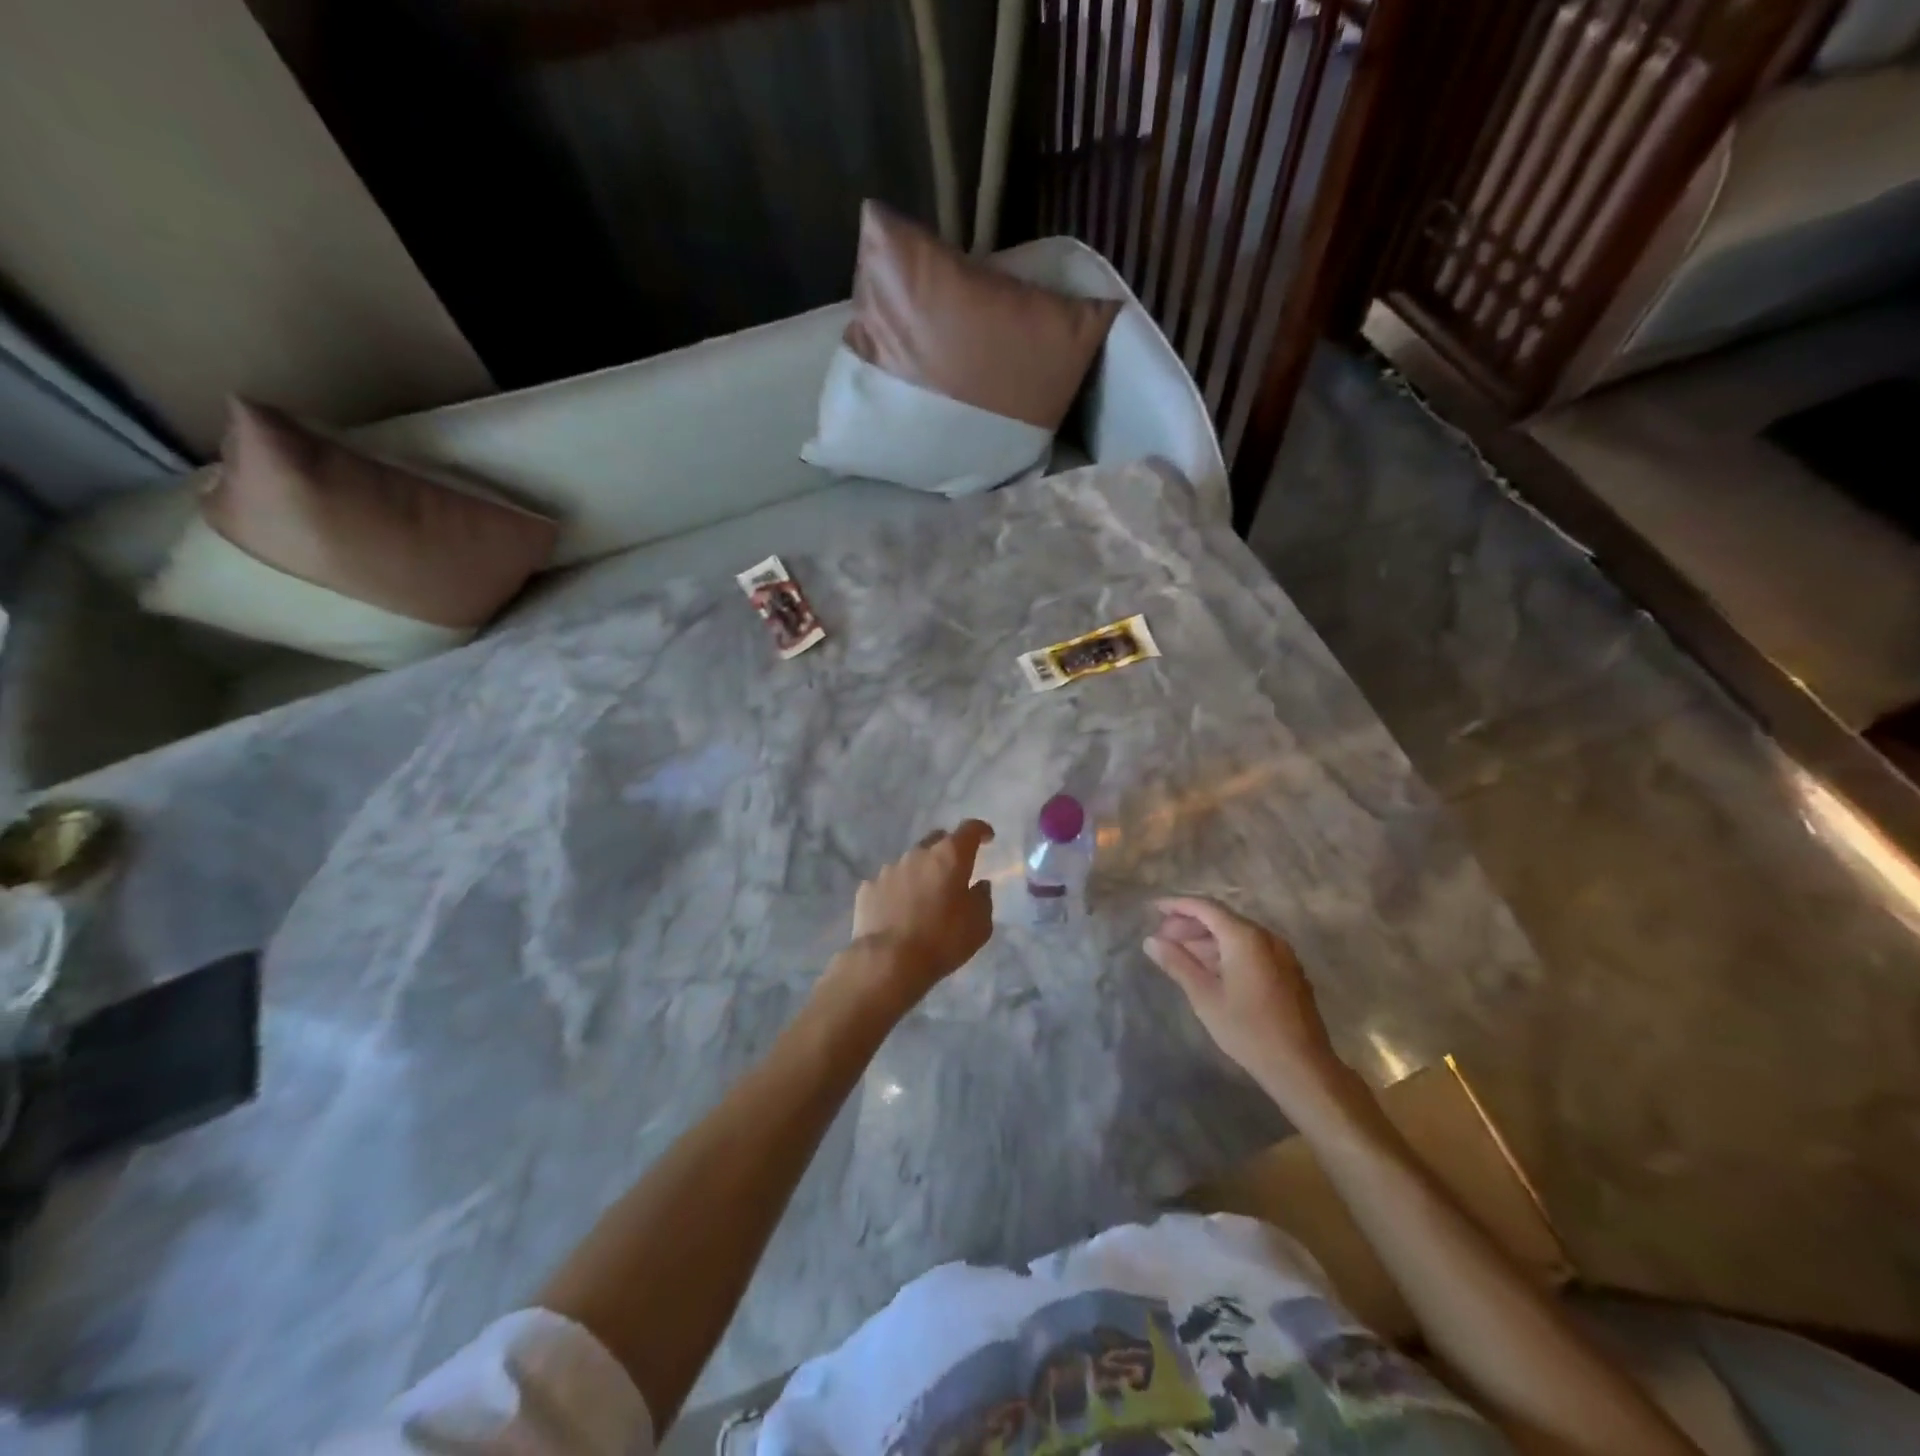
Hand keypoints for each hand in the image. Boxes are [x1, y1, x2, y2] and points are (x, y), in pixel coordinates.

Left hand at [829, 821, 995, 1014]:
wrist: (888, 961)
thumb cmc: (942, 940)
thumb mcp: (979, 925)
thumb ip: (983, 898)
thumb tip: (979, 885)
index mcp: (949, 856)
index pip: (969, 829)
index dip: (980, 830)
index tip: (987, 838)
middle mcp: (918, 854)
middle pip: (937, 841)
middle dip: (948, 851)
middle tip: (954, 872)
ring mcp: (889, 869)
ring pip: (911, 862)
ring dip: (921, 873)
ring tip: (924, 898)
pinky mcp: (868, 888)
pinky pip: (889, 883)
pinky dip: (898, 891)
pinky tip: (898, 911)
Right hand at [1144, 897, 1347, 1108]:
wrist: (1302, 1067)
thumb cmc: (1248, 1030)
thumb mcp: (1205, 997)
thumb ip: (1177, 963)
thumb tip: (1151, 941)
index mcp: (1245, 937)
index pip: (1205, 907)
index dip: (1177, 905)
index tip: (1154, 909)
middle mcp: (1266, 937)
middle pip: (1222, 918)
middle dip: (1190, 924)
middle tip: (1163, 939)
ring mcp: (1281, 954)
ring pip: (1237, 935)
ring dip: (1207, 940)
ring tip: (1181, 955)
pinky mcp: (1289, 971)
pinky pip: (1252, 949)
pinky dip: (1227, 951)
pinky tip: (1211, 970)